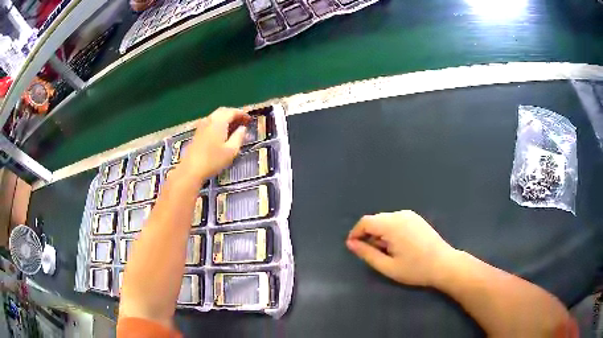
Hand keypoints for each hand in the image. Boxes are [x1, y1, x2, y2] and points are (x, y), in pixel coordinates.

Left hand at [179, 107, 250, 180]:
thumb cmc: (213, 160)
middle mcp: (210, 120)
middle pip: (223, 111)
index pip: (232, 111)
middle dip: (234, 114)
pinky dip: (219, 124)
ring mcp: (202, 126)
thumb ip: (239, 137)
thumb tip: (243, 128)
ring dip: (226, 119)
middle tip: (242, 122)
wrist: (191, 169)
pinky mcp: (198, 133)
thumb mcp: (231, 150)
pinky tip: (222, 134)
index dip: (242, 114)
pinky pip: (211, 123)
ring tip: (234, 128)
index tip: (250, 119)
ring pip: (216, 116)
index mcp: (219, 121)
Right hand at [346, 210, 456, 286]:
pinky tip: (397, 246)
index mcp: (392, 224)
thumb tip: (351, 243)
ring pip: (385, 220)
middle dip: (368, 234)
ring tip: (385, 252)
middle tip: (369, 253)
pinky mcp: (417, 219)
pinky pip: (396, 221)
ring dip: (379, 233)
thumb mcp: (387, 266)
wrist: (444, 264)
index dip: (355, 233)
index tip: (353, 247)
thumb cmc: (415, 269)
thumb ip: (367, 253)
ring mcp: (410, 215)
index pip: (365, 222)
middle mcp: (400, 215)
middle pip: (375, 220)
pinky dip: (390, 231)